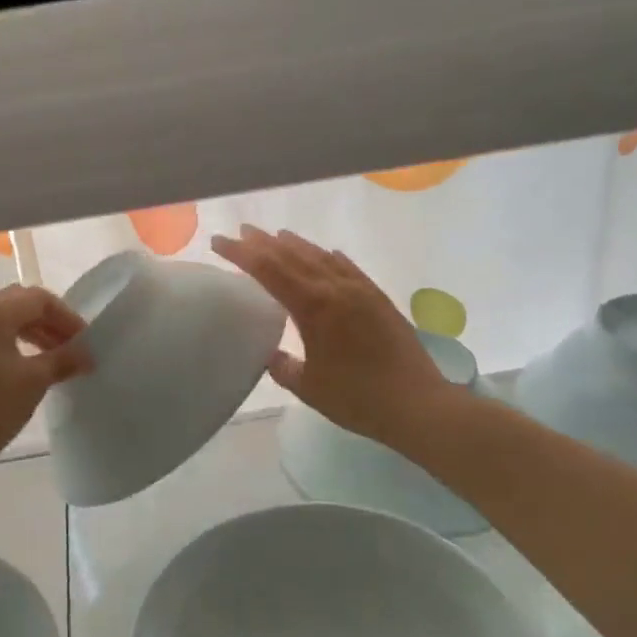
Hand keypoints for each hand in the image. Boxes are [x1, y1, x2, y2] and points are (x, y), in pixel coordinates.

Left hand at [0, 284, 91, 480]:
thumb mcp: (35, 380)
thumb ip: (64, 358)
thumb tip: (87, 354)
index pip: (38, 299)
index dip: (66, 316)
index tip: (86, 340)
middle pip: (22, 302)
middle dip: (52, 319)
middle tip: (74, 343)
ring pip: (9, 318)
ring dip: (37, 330)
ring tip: (61, 354)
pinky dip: (20, 340)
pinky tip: (37, 362)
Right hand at [212, 226, 458, 452]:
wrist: (417, 404)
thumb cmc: (357, 399)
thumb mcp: (308, 387)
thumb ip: (283, 367)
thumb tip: (270, 354)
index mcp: (313, 307)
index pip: (268, 270)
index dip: (241, 254)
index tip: (219, 242)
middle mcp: (335, 289)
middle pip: (292, 256)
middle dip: (263, 243)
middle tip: (242, 232)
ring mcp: (360, 291)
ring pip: (321, 257)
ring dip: (295, 244)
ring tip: (276, 235)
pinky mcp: (378, 298)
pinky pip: (348, 268)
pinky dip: (329, 257)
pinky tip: (325, 253)